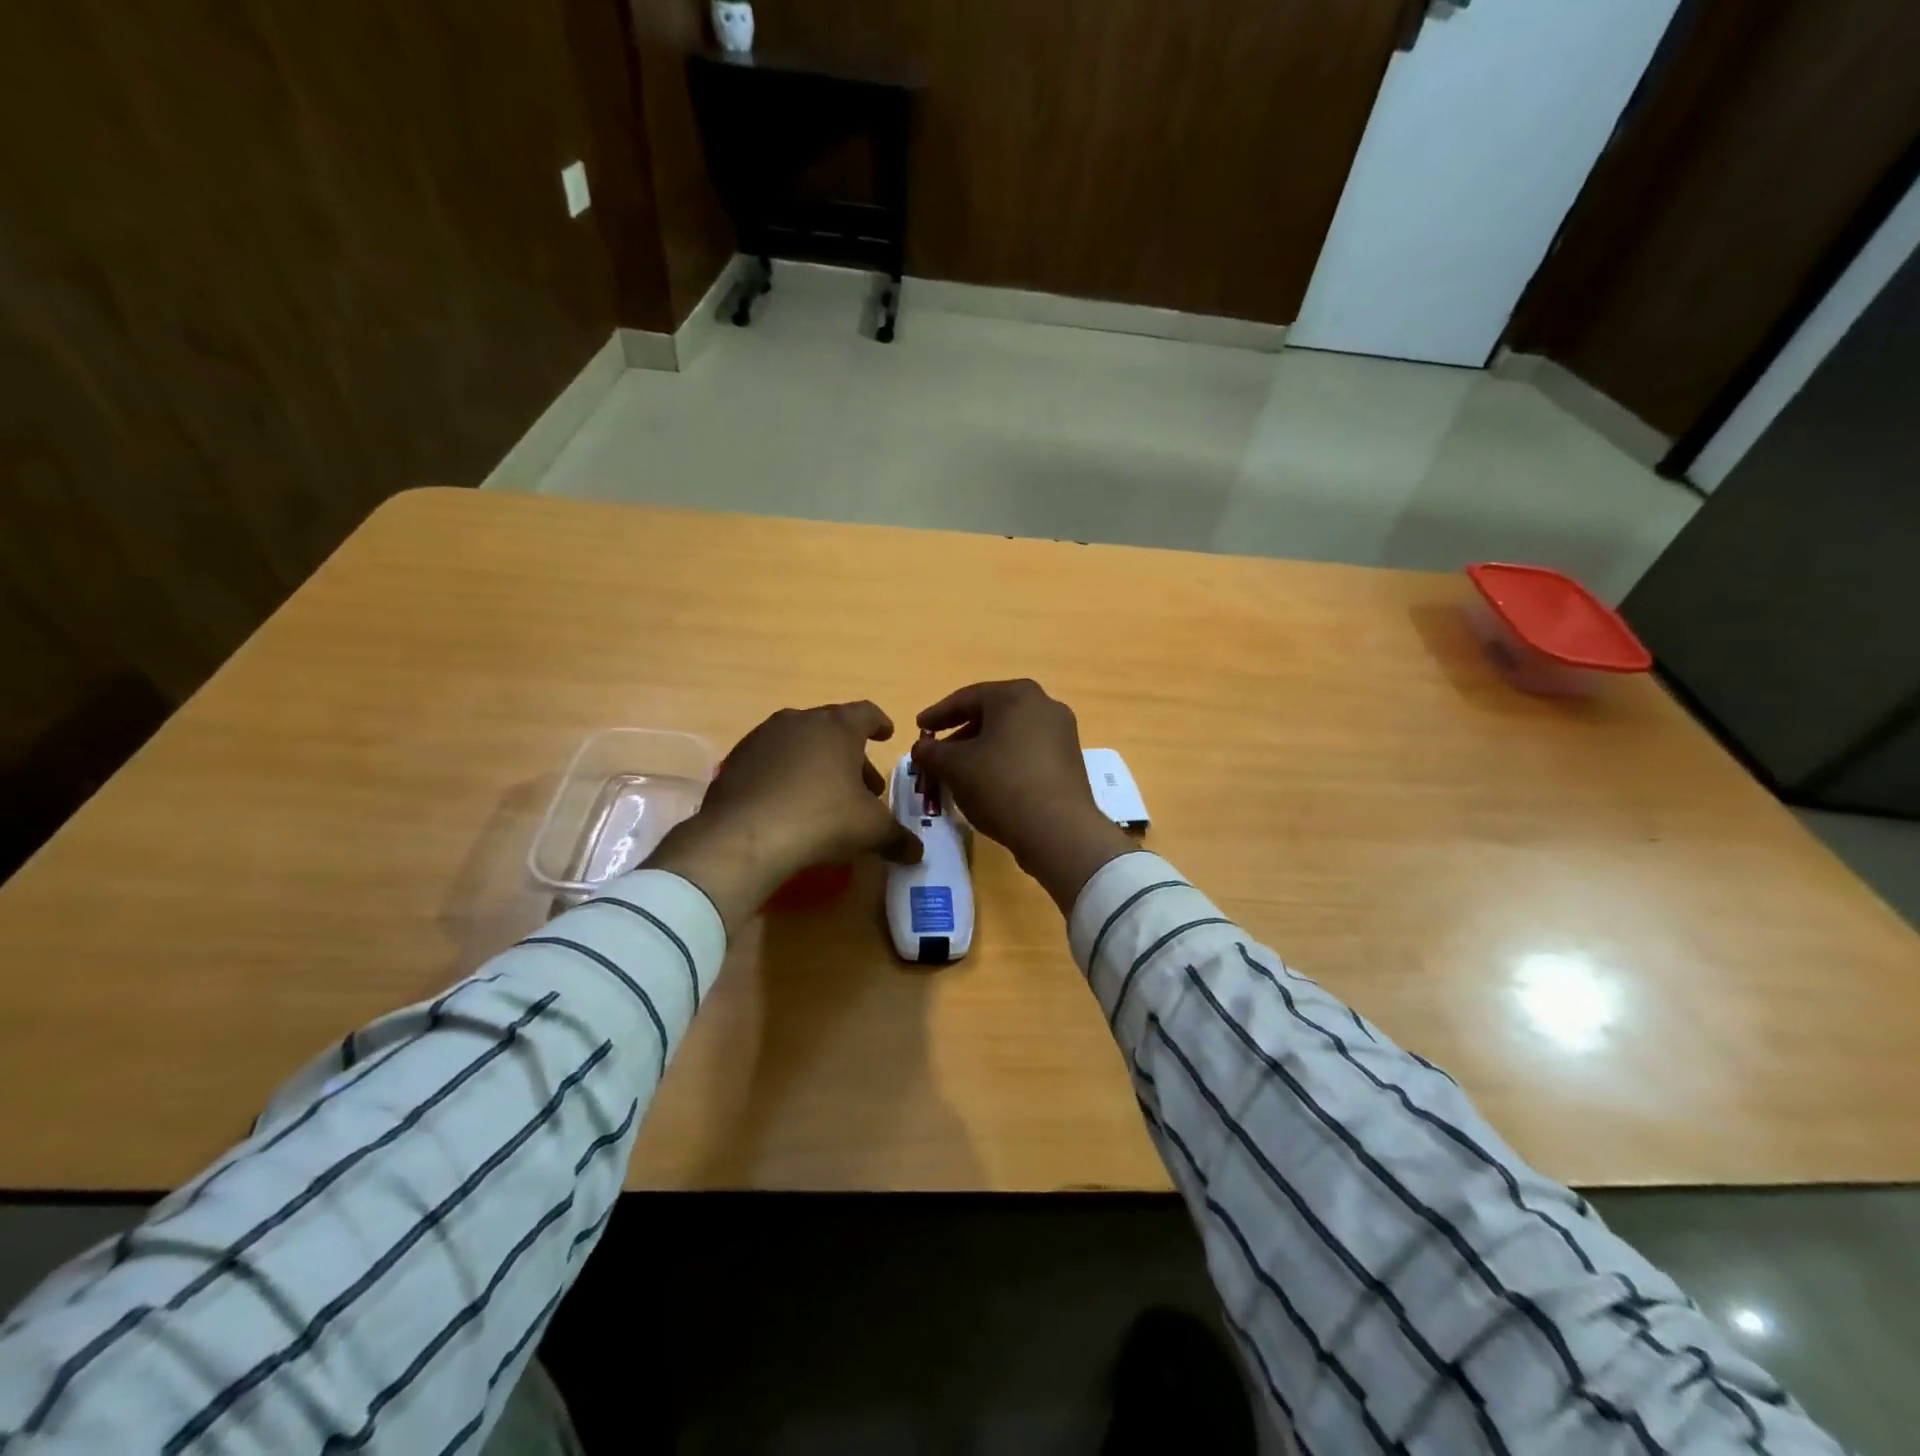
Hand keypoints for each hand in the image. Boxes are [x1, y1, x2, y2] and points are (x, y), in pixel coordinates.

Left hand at [647, 702, 921, 930]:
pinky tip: (788, 804)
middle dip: (850, 754)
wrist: (744, 836)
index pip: (866, 713)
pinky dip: (785, 775)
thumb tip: (917, 852)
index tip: (886, 734)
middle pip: (831, 729)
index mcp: (837, 726)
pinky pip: (770, 762)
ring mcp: (762, 737)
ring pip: (798, 743)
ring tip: (824, 796)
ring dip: (816, 763)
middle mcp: (799, 721)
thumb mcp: (871, 831)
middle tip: (862, 786)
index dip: (879, 723)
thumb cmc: (822, 819)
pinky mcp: (736, 761)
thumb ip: (898, 838)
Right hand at [912, 680, 1133, 911]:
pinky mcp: (1070, 761)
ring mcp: (1062, 734)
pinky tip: (988, 785)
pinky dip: (1004, 762)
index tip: (919, 728)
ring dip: (981, 751)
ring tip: (958, 774)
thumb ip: (931, 752)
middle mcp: (1045, 705)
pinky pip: (1027, 753)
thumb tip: (921, 748)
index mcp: (1017, 695)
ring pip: (1010, 736)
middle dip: (960, 736)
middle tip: (937, 754)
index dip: (938, 714)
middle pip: (991, 716)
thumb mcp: (954, 767)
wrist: (1058, 829)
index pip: (967, 698)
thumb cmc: (1000, 784)